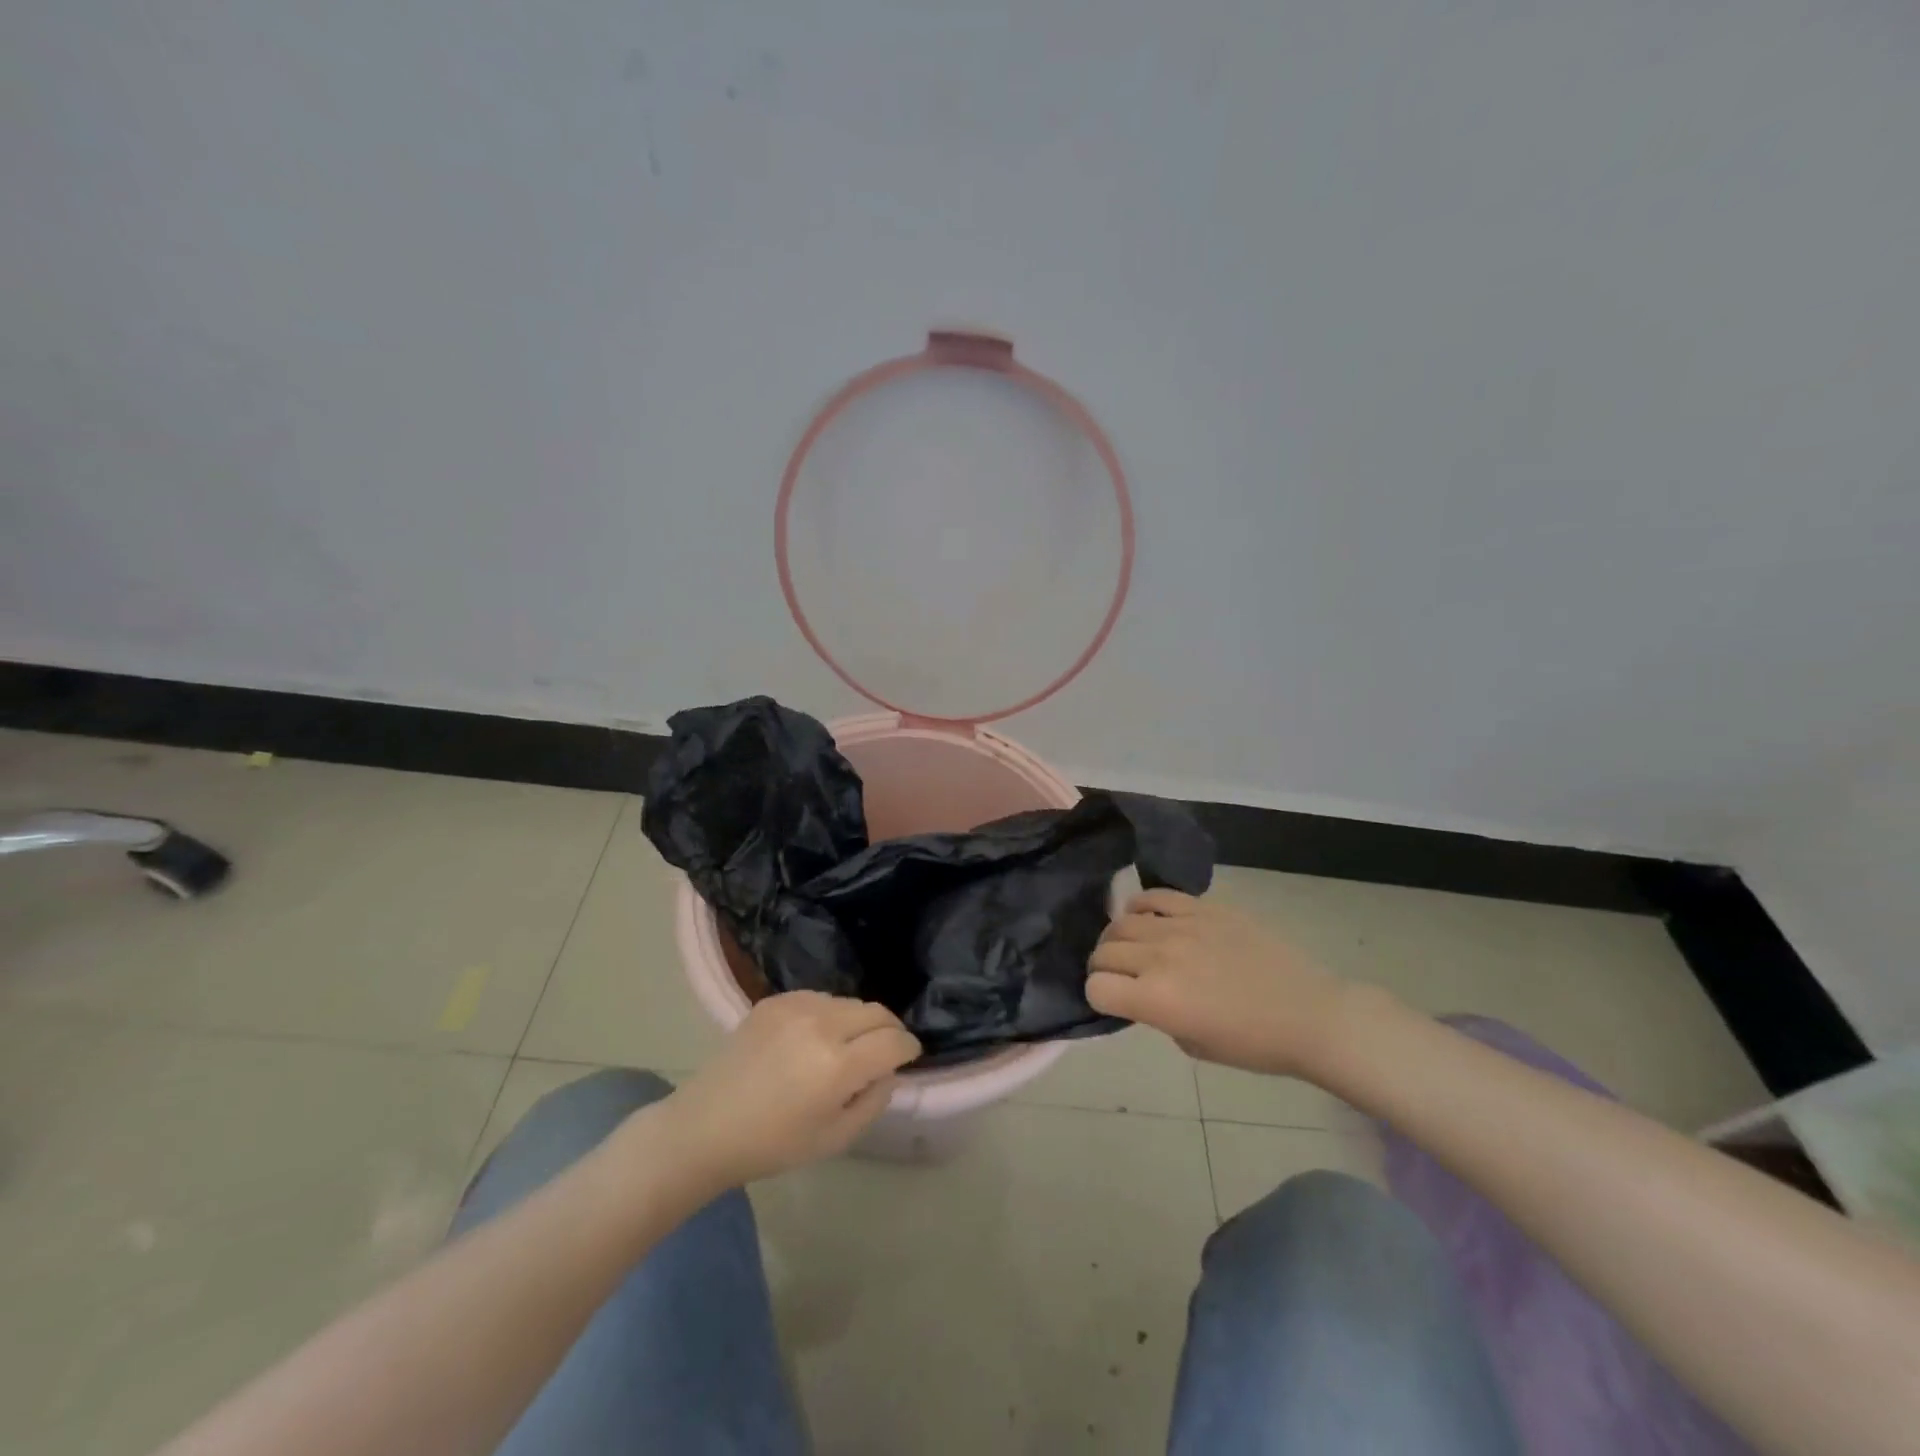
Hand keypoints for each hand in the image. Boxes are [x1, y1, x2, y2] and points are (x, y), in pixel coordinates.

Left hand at [656, 991, 919, 1190]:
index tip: (909, 1056)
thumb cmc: (772, 1145)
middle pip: (876, 1012)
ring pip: (848, 1002)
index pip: (894, 1041)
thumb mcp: (835, 1139)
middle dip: (888, 1030)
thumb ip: (873, 1101)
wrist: (705, 1128)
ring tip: (845, 1047)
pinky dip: (828, 1014)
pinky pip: (819, 998)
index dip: (908, 1048)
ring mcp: (795, 1007)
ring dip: (857, 1021)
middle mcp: (821, 1025)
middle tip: (884, 1050)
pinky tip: (813, 1039)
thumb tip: (889, 1071)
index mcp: (838, 1066)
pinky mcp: (774, 1000)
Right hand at [1087, 890, 1350, 1076]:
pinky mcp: (1203, 907)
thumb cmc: (1254, 1044)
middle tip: (1119, 975)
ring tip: (1132, 947)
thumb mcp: (1193, 1044)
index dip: (1098, 996)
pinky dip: (1141, 906)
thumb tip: (1141, 993)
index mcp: (1156, 1000)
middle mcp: (1159, 958)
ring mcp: (1181, 926)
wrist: (1309, 1013)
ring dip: (1118, 937)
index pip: (1096, 987)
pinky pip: (1155, 896)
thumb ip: (1157, 1015)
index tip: (1113, 1001)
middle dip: (1103, 966)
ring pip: (1121, 921)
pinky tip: (1149, 919)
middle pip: (1103, 951)